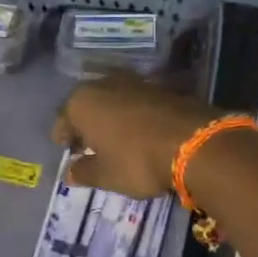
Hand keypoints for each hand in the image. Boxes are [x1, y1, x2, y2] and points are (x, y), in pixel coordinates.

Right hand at [52, 76, 217, 199]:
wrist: (195, 142)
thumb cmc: (136, 160)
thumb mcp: (105, 175)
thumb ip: (83, 172)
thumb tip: (69, 173)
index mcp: (81, 102)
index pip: (62, 120)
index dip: (63, 138)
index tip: (68, 152)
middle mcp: (104, 84)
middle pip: (87, 105)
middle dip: (86, 124)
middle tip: (89, 145)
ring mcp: (135, 82)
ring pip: (112, 100)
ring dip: (110, 117)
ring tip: (115, 139)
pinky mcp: (161, 86)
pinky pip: (136, 102)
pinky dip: (133, 115)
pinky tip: (139, 132)